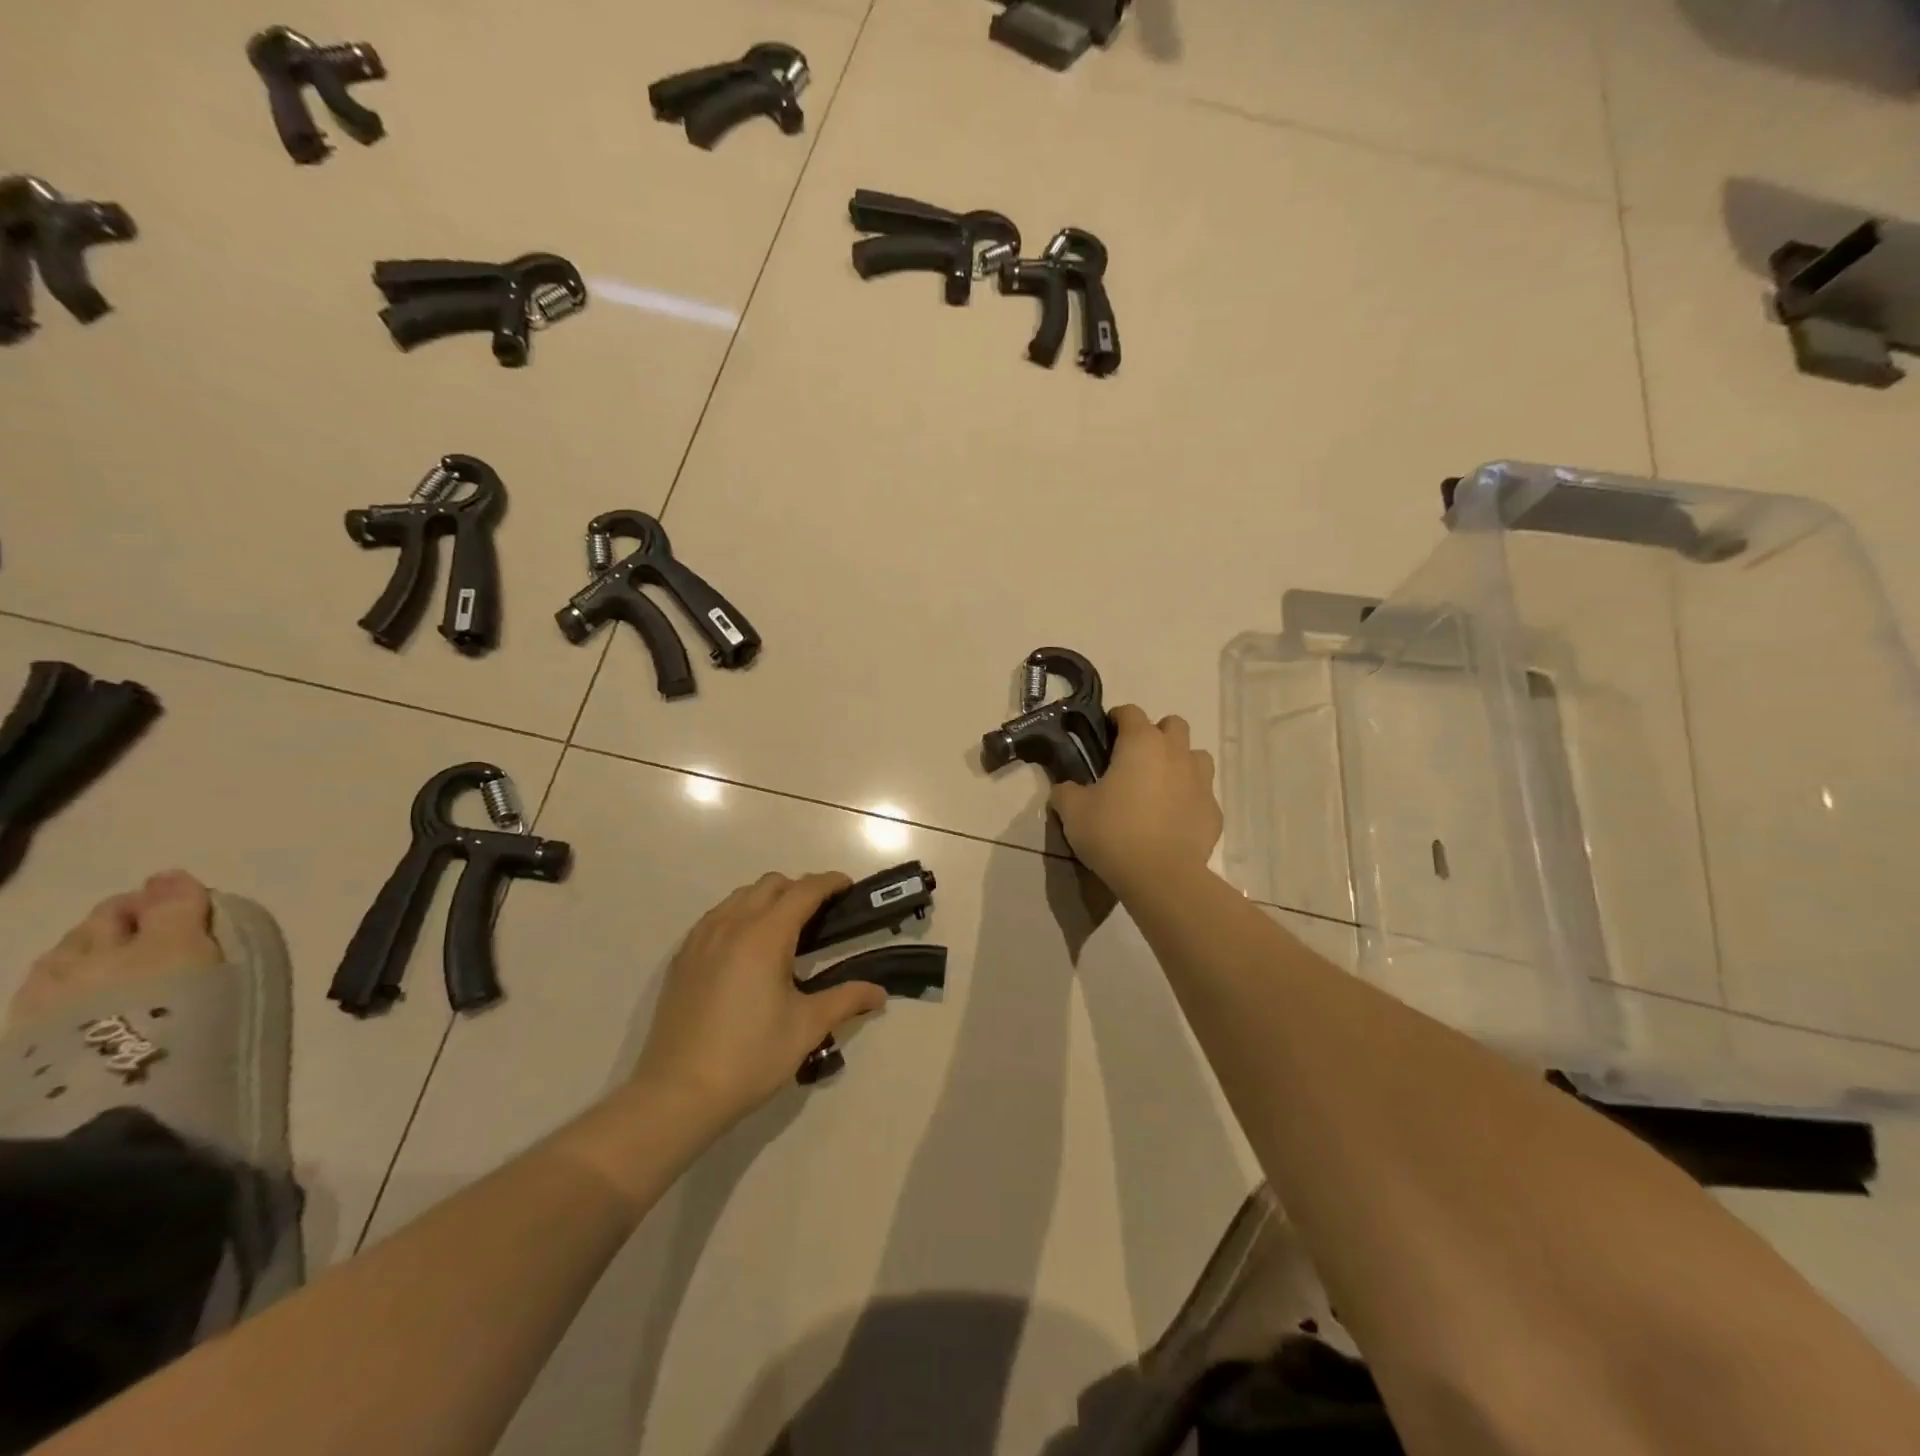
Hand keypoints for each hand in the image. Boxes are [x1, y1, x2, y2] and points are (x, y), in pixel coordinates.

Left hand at [634, 872, 886, 1128]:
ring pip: (740, 896)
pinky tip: (746, 949)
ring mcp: (701, 939)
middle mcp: (731, 925)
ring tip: (784, 930)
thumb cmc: (750, 1056)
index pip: (804, 891)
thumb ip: (846, 999)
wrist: (678, 1093)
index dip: (829, 882)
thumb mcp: (807, 1027)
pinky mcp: (682, 958)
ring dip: (767, 899)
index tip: (848, 887)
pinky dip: (739, 915)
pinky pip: (716, 916)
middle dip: (799, 889)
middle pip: (771, 884)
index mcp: (765, 936)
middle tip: (820, 915)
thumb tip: (879, 993)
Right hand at [1050, 705, 1221, 897]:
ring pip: (1195, 756)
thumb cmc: (1113, 833)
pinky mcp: (1214, 811)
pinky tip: (1173, 818)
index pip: (1130, 712)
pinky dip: (1189, 798)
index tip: (1105, 735)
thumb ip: (1066, 791)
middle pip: (1173, 725)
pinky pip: (1202, 794)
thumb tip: (1065, 788)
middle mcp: (1176, 753)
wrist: (1161, 877)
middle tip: (1135, 759)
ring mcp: (1201, 781)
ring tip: (1159, 785)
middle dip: (1155, 734)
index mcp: (1141, 743)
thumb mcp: (1073, 812)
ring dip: (1179, 762)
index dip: (1116, 719)